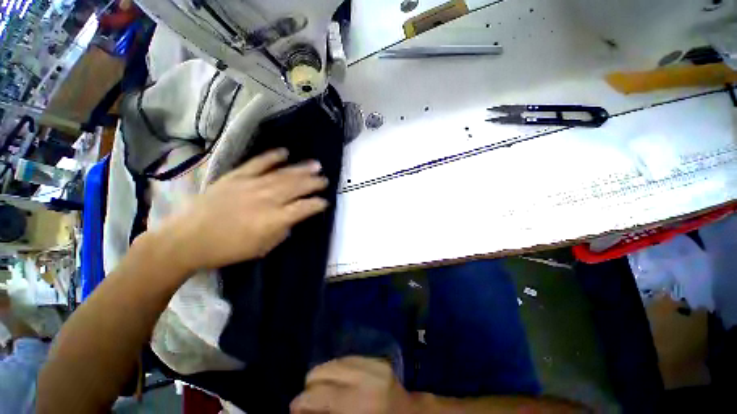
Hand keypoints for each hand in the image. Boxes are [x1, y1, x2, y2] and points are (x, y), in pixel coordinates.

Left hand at [155, 149, 328, 273]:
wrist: (188, 239)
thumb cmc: (228, 249)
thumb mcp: (263, 247)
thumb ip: (282, 230)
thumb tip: (292, 218)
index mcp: (274, 219)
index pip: (304, 207)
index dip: (317, 204)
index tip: (325, 201)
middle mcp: (266, 199)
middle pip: (296, 187)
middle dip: (314, 183)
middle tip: (325, 179)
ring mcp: (251, 185)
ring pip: (283, 174)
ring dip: (301, 169)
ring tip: (315, 165)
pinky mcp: (236, 176)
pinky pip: (258, 163)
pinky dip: (272, 156)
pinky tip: (285, 152)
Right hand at [291, 357, 416, 413]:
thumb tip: (298, 407)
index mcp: (359, 402)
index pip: (317, 393)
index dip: (300, 402)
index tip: (294, 409)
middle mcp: (365, 376)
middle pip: (323, 370)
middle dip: (311, 386)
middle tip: (310, 401)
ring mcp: (372, 362)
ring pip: (333, 361)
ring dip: (325, 376)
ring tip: (325, 391)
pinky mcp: (376, 358)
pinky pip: (347, 358)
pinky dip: (338, 369)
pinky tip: (339, 382)